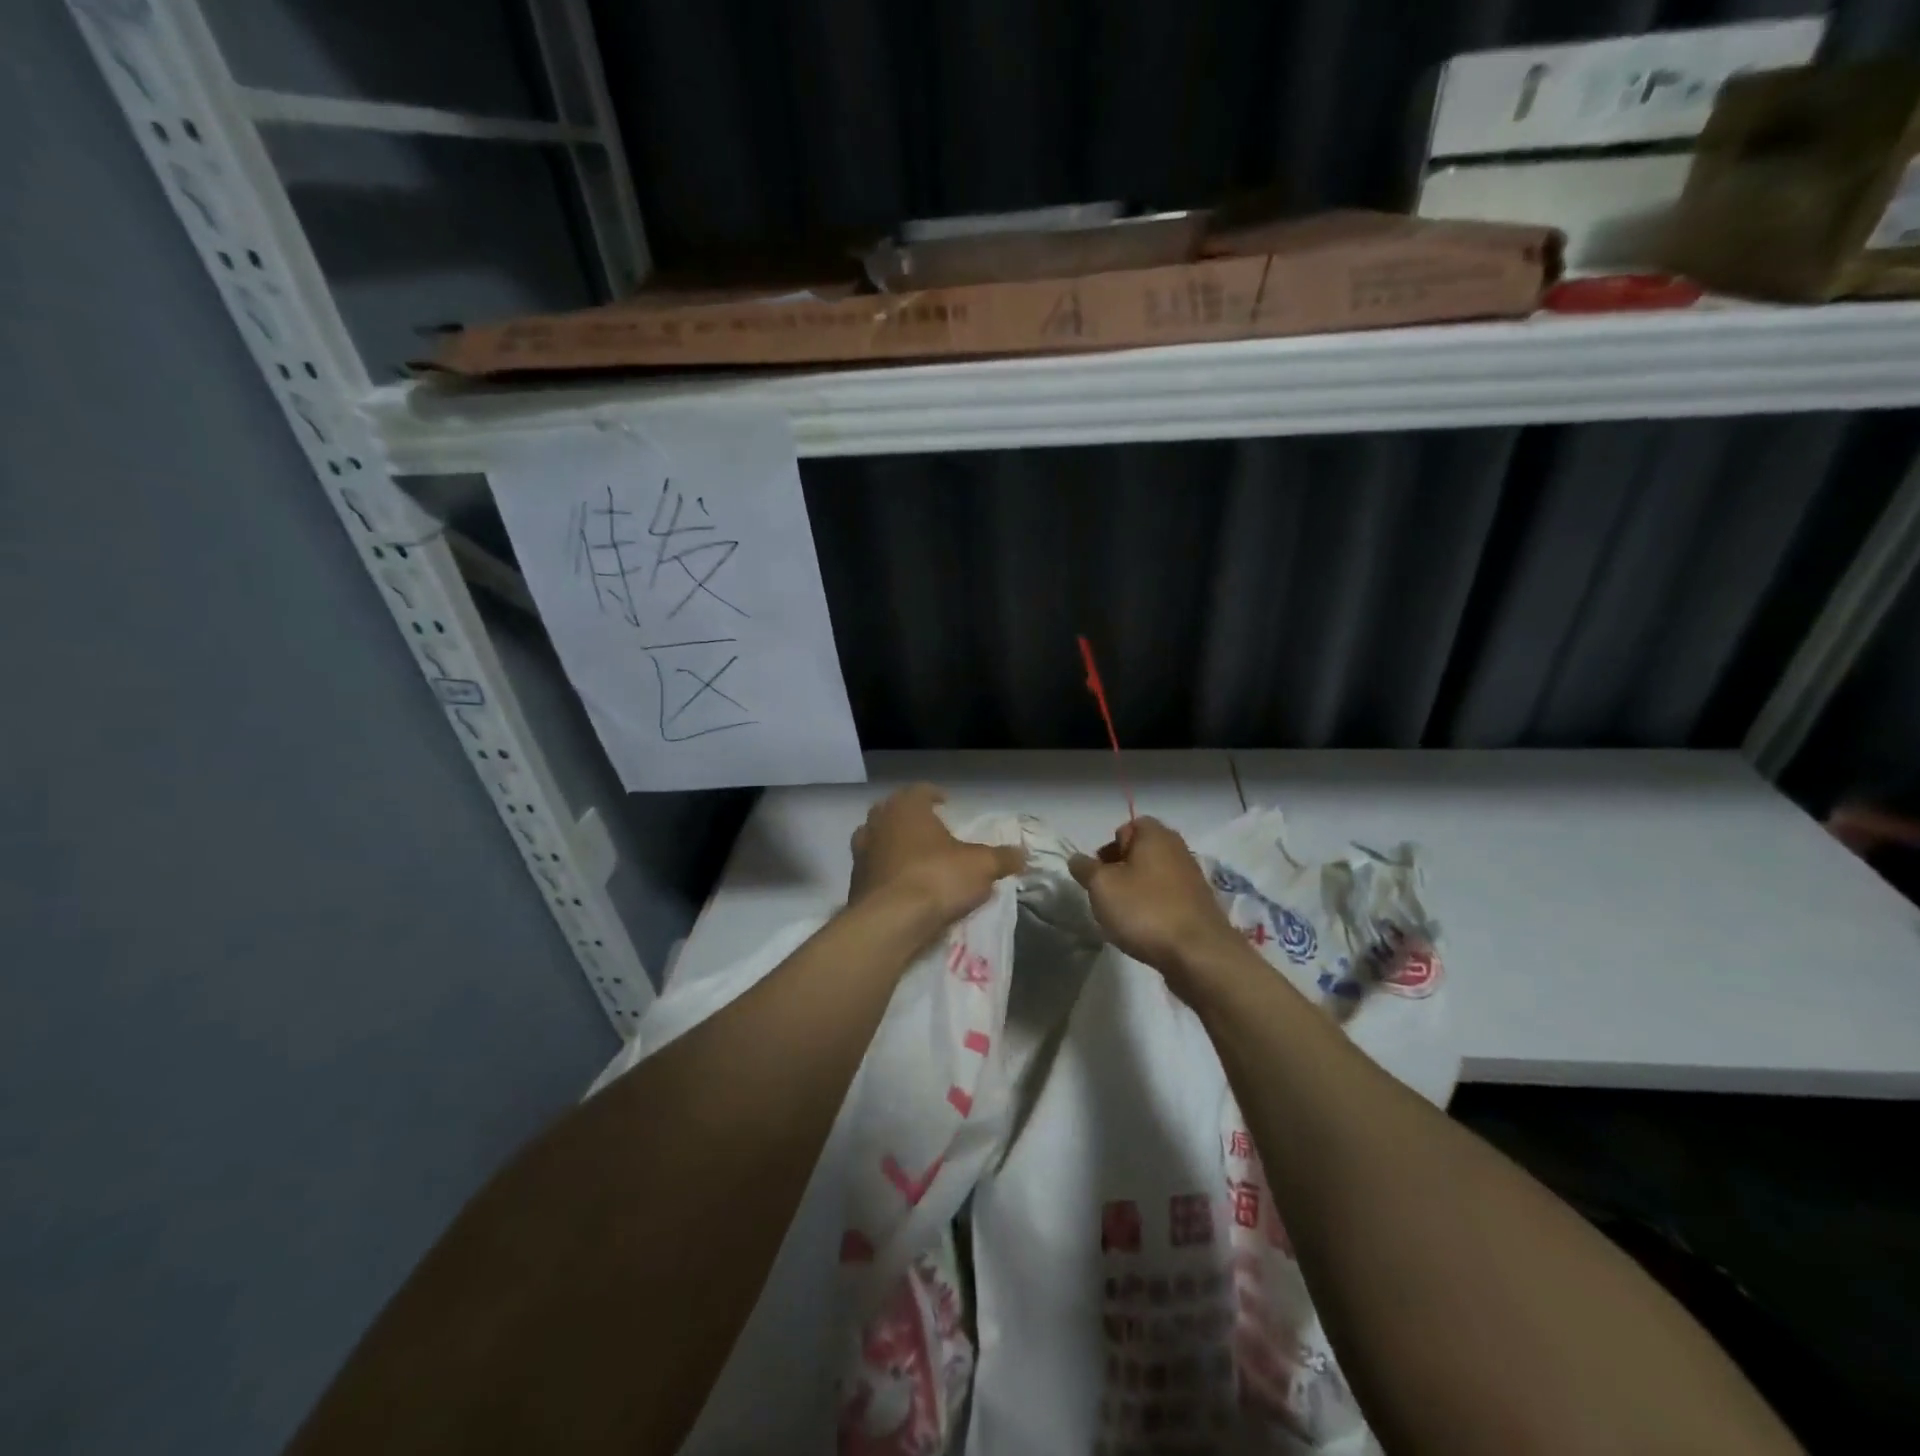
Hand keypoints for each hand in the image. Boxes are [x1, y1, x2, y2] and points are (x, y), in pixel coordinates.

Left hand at [849, 784, 1025, 925]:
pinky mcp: (853, 882)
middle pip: (894, 811)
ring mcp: (860, 852)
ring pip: (878, 839)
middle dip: (911, 819)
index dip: (934, 795)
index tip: (946, 804)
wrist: (889, 922)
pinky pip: (873, 869)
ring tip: (915, 859)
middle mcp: (878, 822)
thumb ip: (1002, 858)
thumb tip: (1022, 854)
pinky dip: (886, 873)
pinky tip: (902, 887)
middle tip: (931, 830)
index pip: (920, 791)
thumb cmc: (936, 879)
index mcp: (906, 807)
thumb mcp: (981, 867)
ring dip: (895, 845)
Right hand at [1070, 818, 1241, 990]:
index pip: (1127, 827)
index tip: (1099, 874)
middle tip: (1106, 895)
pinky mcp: (1198, 906)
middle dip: (1120, 871)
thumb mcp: (1101, 886)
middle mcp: (1178, 849)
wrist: (1198, 954)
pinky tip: (1145, 930)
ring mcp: (1192, 879)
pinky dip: (1154, 909)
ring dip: (1136, 892)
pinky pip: (1167, 899)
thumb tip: (1077, 859)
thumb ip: (1085, 868)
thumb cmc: (1145, 910)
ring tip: (1123, 917)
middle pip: (1141, 852)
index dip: (1109, 848)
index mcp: (1156, 835)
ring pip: (1153, 877)